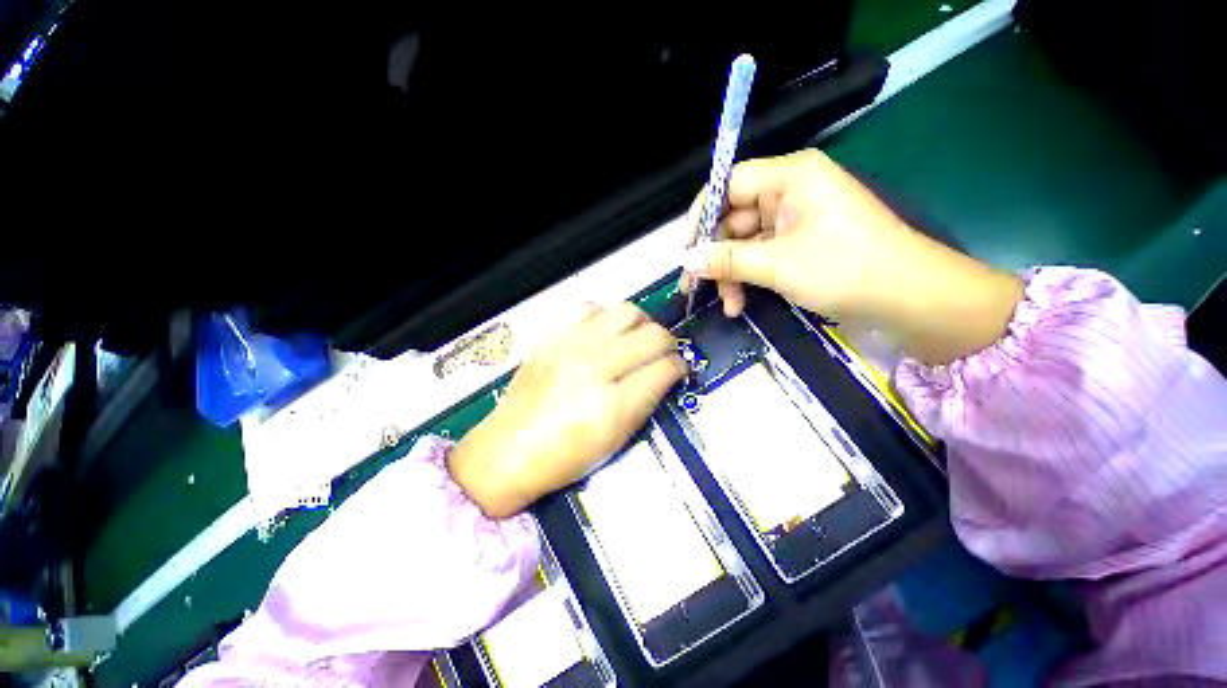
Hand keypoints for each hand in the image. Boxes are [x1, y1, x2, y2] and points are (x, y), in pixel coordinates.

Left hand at [448, 303, 685, 517]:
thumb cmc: (565, 456)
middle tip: (663, 353)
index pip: (664, 369)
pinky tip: (603, 334)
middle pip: (652, 335)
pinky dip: (606, 318)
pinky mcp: (552, 336)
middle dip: (668, 342)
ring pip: (626, 311)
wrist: (508, 449)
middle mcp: (595, 366)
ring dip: (641, 323)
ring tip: (636, 337)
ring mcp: (571, 345)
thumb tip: (665, 375)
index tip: (678, 369)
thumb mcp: (616, 440)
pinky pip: (591, 308)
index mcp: (613, 404)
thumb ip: (645, 401)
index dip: (679, 367)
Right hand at [681, 149, 1022, 363]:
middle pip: (734, 219)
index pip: (730, 184)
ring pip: (745, 244)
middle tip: (696, 287)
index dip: (702, 215)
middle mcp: (790, 193)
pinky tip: (741, 304)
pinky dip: (748, 279)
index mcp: (790, 178)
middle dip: (716, 257)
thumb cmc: (845, 268)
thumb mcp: (777, 265)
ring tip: (728, 306)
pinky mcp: (799, 245)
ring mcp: (795, 221)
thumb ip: (727, 259)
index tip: (685, 248)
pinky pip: (761, 257)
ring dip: (731, 275)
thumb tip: (687, 260)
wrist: (908, 299)